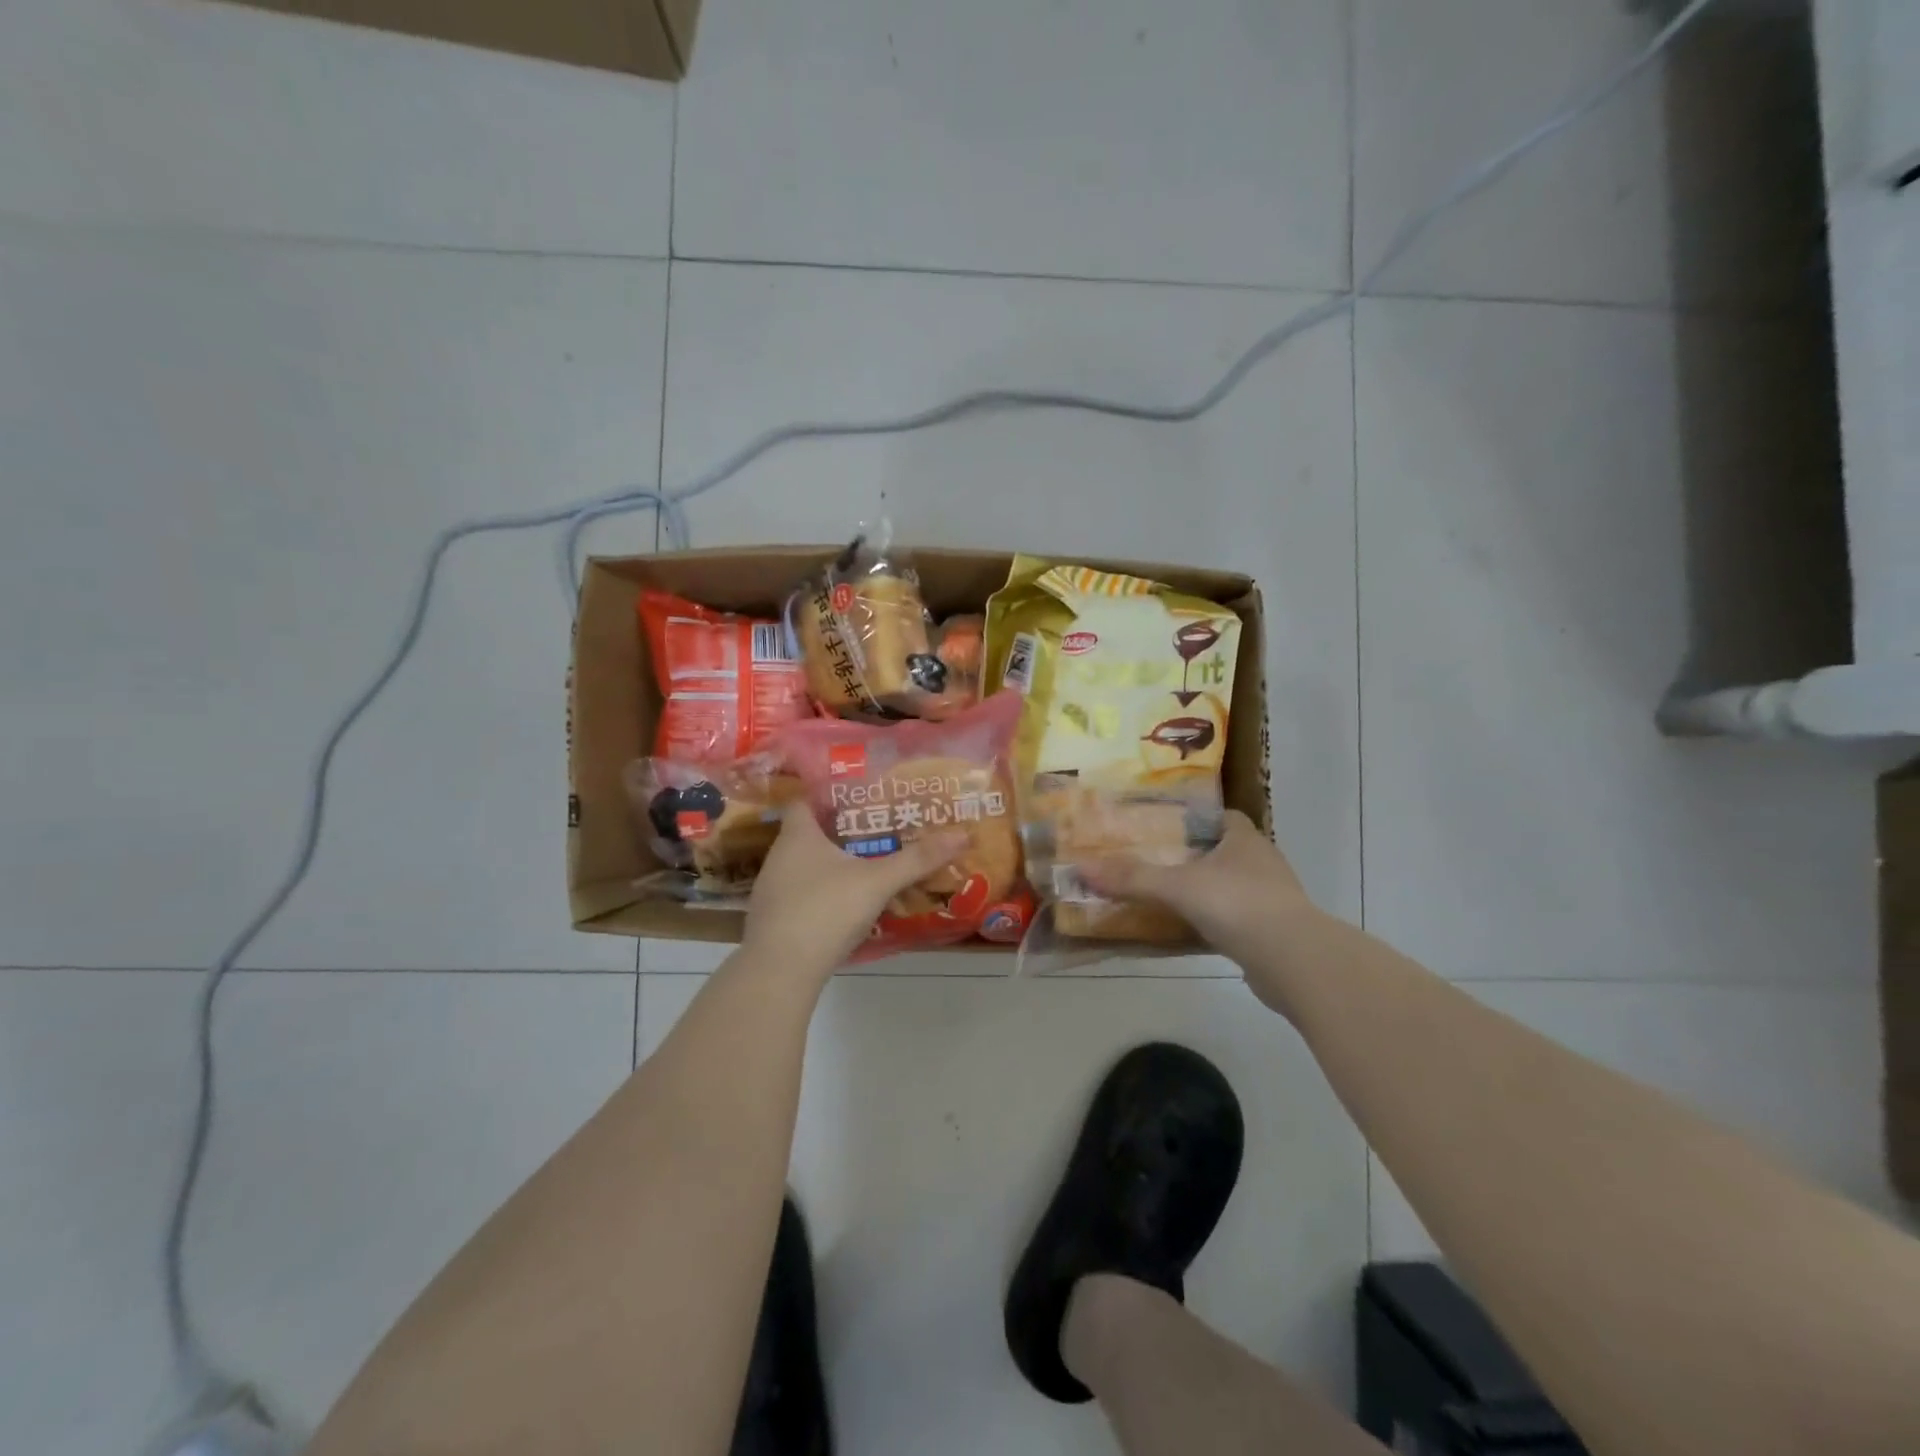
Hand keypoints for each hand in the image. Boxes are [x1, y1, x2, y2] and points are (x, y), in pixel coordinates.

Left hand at [742, 804, 968, 982]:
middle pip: (808, 834)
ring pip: (805, 867)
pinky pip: (802, 895)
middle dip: (840, 831)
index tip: (859, 796)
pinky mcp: (774, 921)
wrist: (779, 972)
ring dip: (831, 864)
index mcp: (797, 836)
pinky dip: (823, 893)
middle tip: (876, 830)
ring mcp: (772, 891)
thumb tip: (962, 835)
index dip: (828, 795)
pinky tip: (847, 905)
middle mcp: (779, 857)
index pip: (805, 800)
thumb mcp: (877, 882)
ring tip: (867, 865)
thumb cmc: (825, 911)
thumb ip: (917, 859)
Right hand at [1080, 811, 1316, 973]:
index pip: (1222, 817)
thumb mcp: (1177, 886)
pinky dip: (1213, 923)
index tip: (1164, 826)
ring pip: (1229, 887)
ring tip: (1164, 896)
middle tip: (1153, 862)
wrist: (1294, 962)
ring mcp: (1271, 900)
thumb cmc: (1238, 905)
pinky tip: (1187, 932)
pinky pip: (1234, 920)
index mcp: (1245, 839)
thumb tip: (1081, 868)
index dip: (1195, 819)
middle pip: (1223, 852)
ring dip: (1203, 891)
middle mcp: (1261, 863)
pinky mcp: (1271, 933)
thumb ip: (1132, 877)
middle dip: (1193, 856)